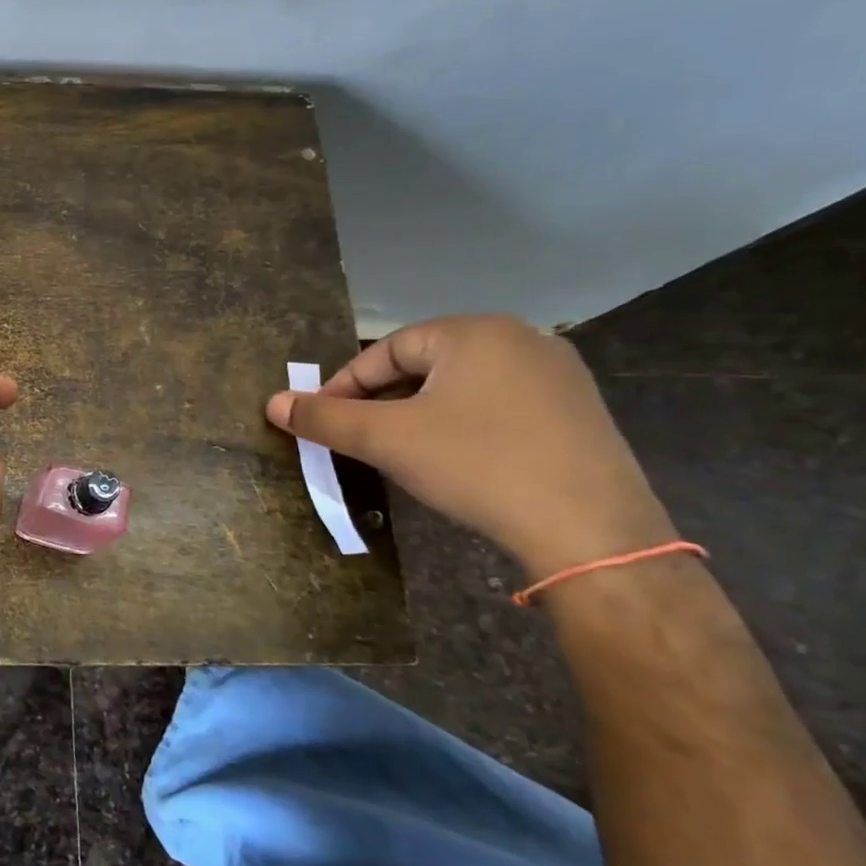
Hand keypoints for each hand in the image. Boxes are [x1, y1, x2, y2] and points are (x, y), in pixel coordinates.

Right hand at [266, 315, 676, 579]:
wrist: (592, 533)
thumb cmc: (477, 466)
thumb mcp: (387, 440)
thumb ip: (325, 417)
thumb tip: (273, 402)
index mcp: (475, 332)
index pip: (386, 350)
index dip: (345, 384)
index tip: (323, 419)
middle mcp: (522, 340)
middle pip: (424, 364)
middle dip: (382, 400)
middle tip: (358, 437)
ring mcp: (559, 376)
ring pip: (461, 386)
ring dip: (419, 413)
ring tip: (399, 450)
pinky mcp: (579, 413)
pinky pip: (499, 405)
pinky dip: (463, 425)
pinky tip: (456, 460)